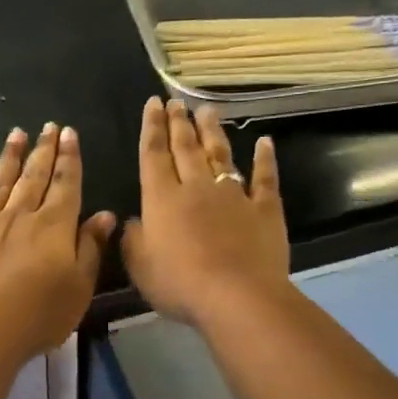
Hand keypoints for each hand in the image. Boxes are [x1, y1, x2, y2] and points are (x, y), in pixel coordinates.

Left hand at [0, 123, 116, 363]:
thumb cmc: (39, 316)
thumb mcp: (79, 287)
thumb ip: (90, 248)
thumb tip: (104, 215)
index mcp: (53, 227)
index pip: (65, 184)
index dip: (69, 158)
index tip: (69, 134)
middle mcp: (19, 217)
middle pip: (33, 177)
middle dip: (43, 150)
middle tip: (48, 126)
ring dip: (9, 158)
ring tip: (16, 134)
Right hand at [122, 98, 288, 325]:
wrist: (237, 297)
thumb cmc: (179, 283)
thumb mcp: (139, 265)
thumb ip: (132, 238)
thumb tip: (132, 220)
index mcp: (162, 199)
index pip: (154, 155)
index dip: (152, 128)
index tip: (153, 104)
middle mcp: (196, 188)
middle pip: (186, 148)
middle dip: (178, 123)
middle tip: (175, 101)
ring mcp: (233, 196)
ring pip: (220, 155)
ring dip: (212, 132)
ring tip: (206, 110)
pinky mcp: (264, 210)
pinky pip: (264, 178)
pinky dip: (265, 159)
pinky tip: (264, 143)